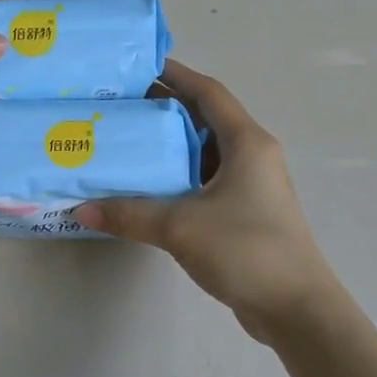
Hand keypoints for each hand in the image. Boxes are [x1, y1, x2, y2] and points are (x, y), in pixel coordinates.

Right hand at [77, 61, 334, 341]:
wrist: (296, 309)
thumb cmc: (246, 250)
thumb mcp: (181, 226)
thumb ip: (129, 214)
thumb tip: (80, 209)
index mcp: (246, 143)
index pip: (208, 93)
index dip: (176, 74)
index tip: (138, 67)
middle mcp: (252, 155)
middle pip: (204, 119)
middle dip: (163, 109)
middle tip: (118, 106)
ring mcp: (250, 186)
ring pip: (203, 152)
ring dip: (168, 145)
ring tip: (125, 142)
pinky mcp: (244, 212)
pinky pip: (204, 181)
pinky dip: (176, 177)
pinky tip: (146, 188)